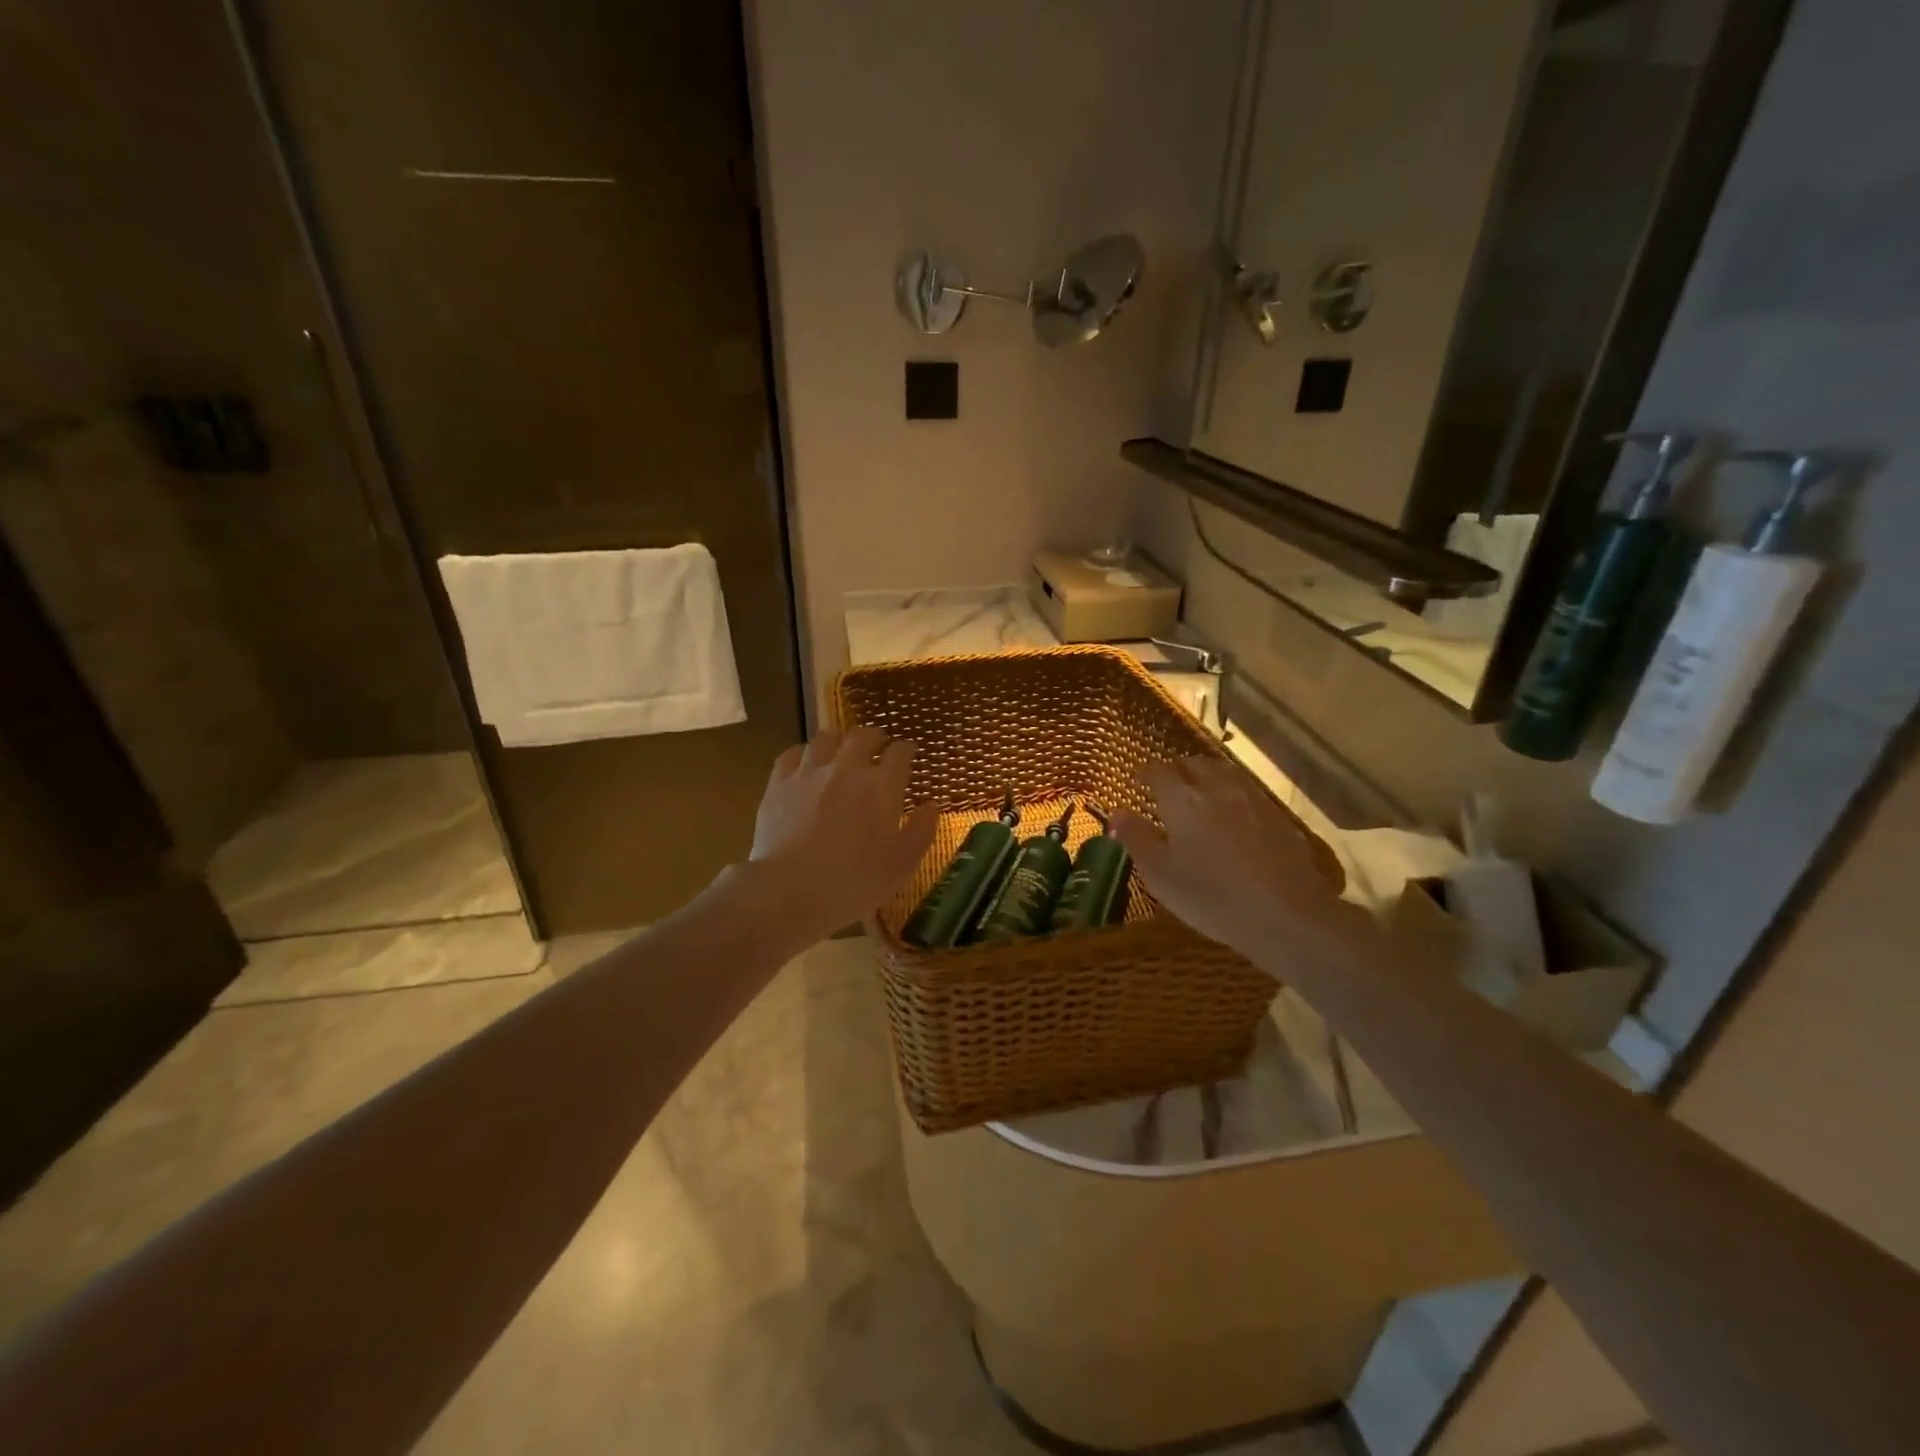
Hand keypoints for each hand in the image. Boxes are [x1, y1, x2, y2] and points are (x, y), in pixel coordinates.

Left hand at [749, 726, 939, 940]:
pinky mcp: (779, 783)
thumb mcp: (901, 866)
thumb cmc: (853, 882)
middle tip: (877, 745)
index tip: (909, 752)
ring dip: (838, 741)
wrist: (789, 890)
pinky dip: (803, 754)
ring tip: (840, 751)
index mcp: (882, 786)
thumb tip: (931, 805)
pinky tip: (804, 764)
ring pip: (826, 738)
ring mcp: (809, 772)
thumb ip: (921, 832)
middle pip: (863, 736)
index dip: (906, 750)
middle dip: (874, 737)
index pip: (899, 753)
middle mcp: (847, 768)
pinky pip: (792, 754)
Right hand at [1111, 756, 1350, 970]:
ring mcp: (1253, 800)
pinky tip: (1234, 817)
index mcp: (1182, 800)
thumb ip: (1136, 839)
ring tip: (1200, 794)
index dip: (1145, 773)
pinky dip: (1233, 795)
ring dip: (1207, 777)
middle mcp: (1217, 789)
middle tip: (1167, 787)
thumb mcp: (1161, 875)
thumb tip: (1117, 813)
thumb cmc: (1212, 896)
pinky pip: (1248, 793)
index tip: (1137, 780)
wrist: (1287, 915)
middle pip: (1194, 764)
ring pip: (1225, 773)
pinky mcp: (1279, 818)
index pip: (1158, 771)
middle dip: (1178, 770)